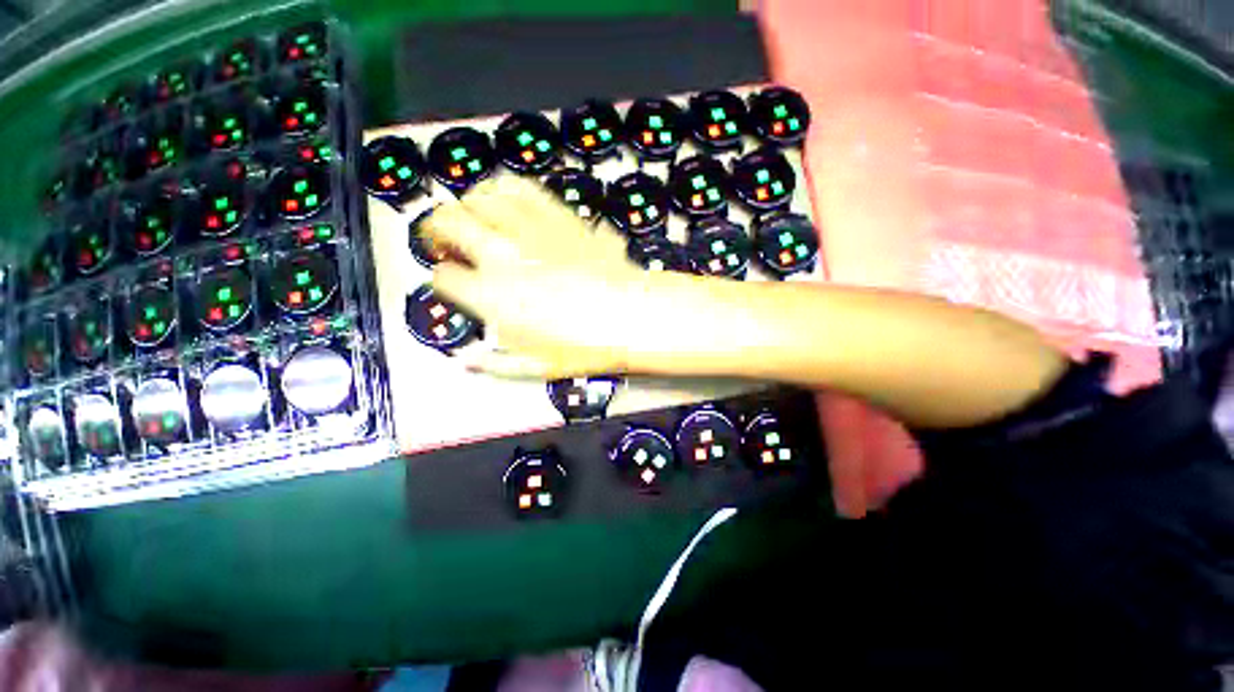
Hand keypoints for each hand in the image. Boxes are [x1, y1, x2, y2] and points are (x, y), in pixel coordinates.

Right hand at [422, 175, 660, 378]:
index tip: (452, 282)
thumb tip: (467, 361)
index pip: (444, 278)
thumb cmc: (586, 346)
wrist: (630, 315)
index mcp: (490, 296)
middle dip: (438, 230)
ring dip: (469, 203)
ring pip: (482, 196)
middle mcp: (502, 254)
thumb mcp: (536, 364)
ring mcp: (530, 230)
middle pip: (448, 223)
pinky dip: (507, 190)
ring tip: (473, 215)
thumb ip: (495, 362)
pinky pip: (524, 190)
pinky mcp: (559, 217)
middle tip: (446, 241)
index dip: (444, 280)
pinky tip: (510, 201)